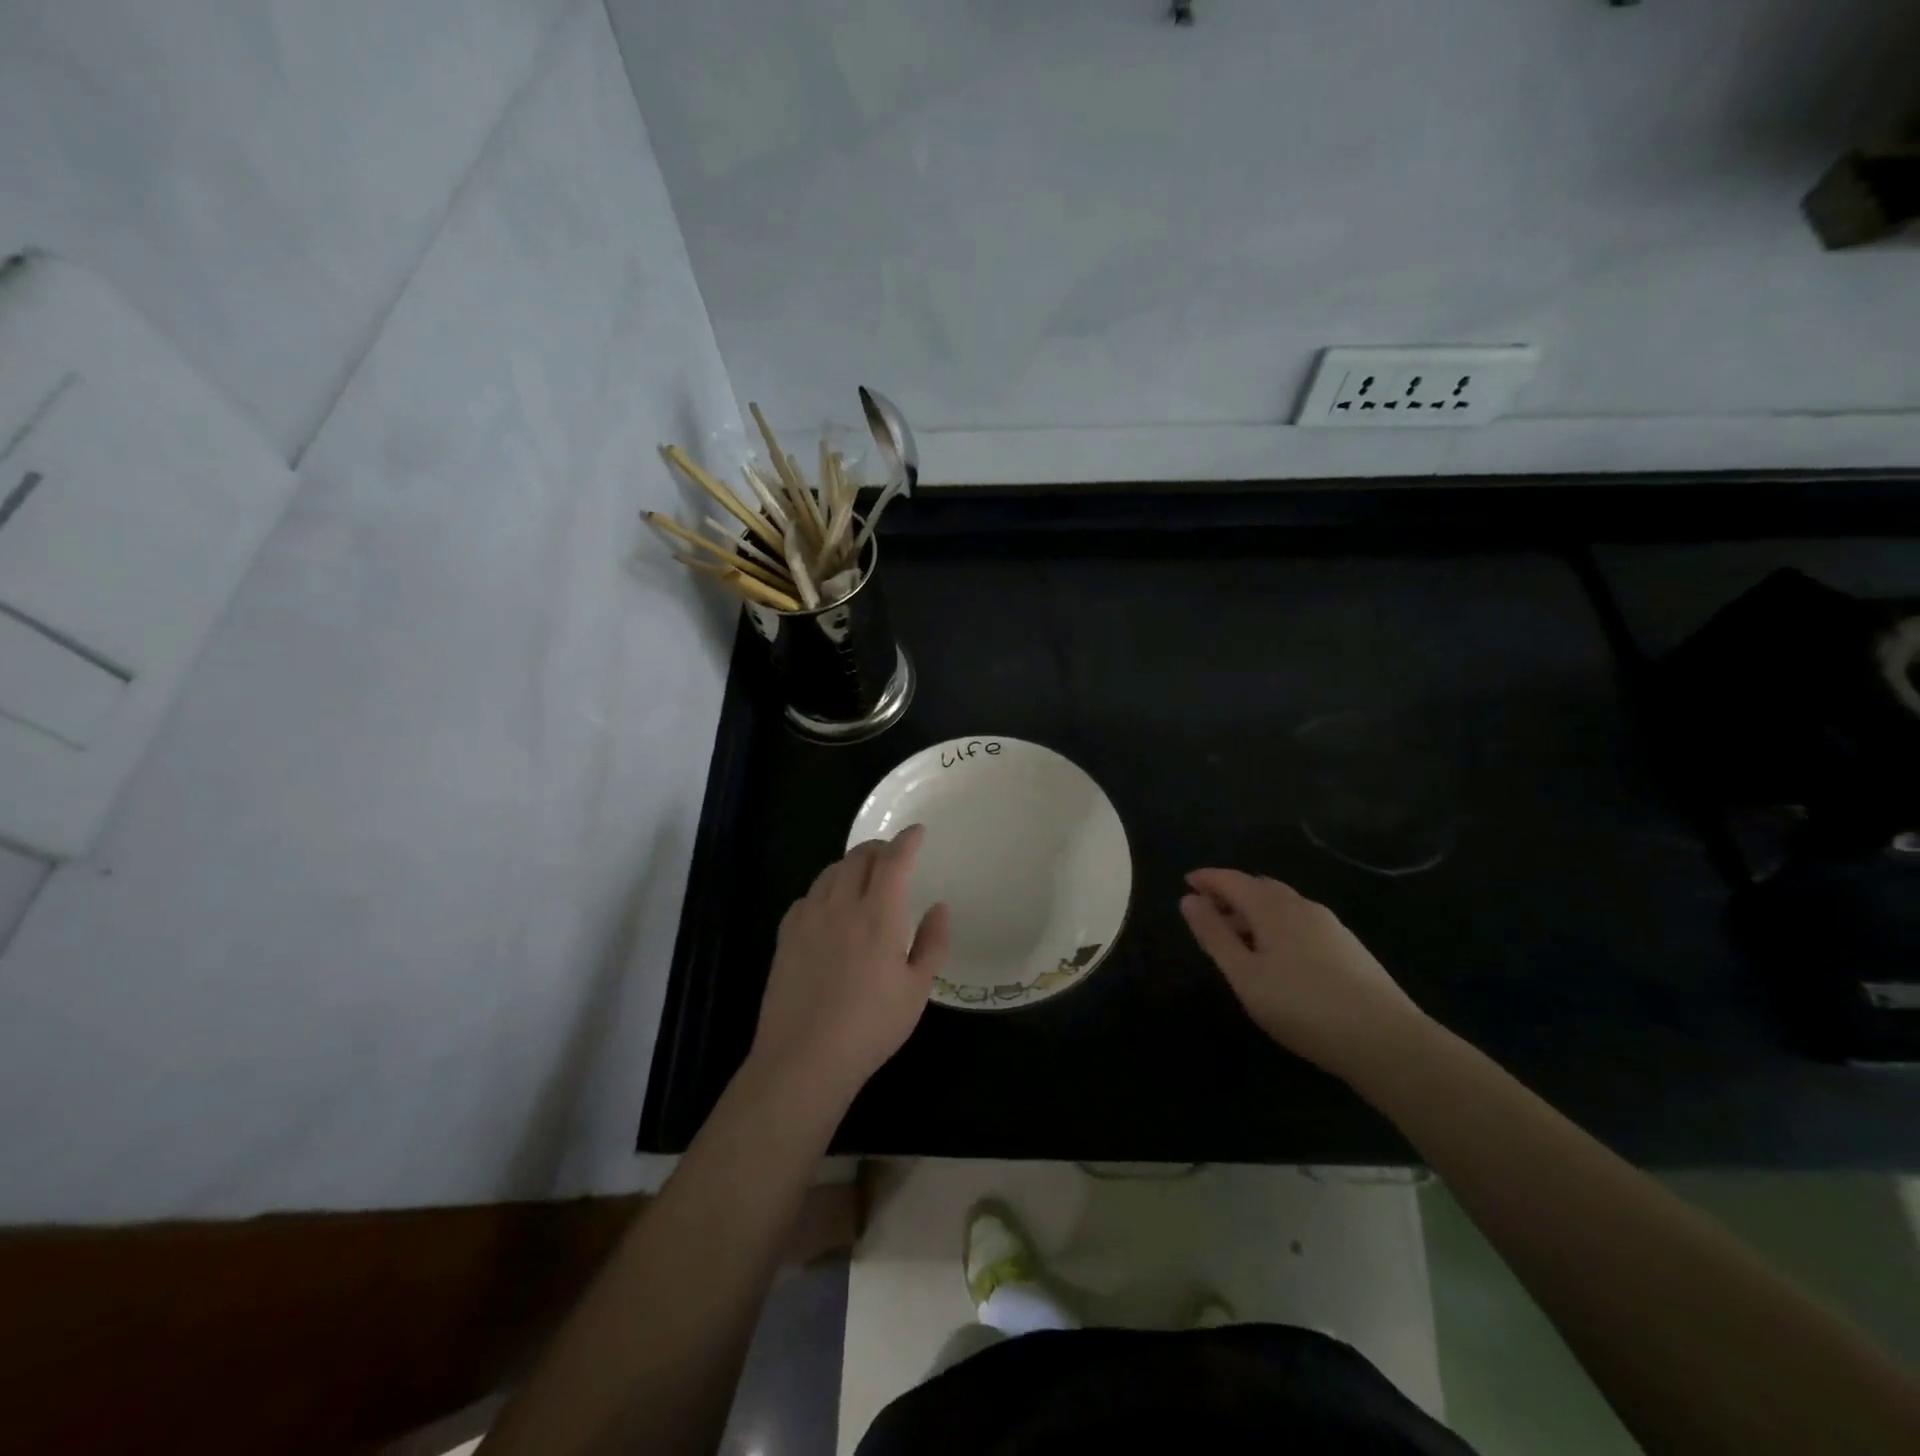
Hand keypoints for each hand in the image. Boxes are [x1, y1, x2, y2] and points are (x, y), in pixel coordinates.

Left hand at [749, 826, 950, 1110]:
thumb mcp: (917, 990)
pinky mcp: (786, 935)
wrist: (804, 1058)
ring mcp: (808, 918)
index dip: (907, 840)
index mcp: (878, 915)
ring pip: (830, 872)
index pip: (894, 860)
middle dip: (879, 848)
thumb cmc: (871, 1026)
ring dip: (851, 865)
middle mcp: (841, 905)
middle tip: (893, 856)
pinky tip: (830, 908)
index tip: (917, 831)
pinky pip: (809, 895)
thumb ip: (933, 942)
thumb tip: (940, 907)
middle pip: (858, 857)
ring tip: (864, 876)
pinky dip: (826, 889)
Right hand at [1180, 868, 1427, 1080]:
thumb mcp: (1244, 975)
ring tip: (1238, 934)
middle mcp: (1302, 906)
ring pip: (1283, 905)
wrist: (1386, 1041)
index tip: (1187, 882)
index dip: (1207, 879)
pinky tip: (1278, 954)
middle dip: (1231, 892)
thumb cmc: (1302, 1006)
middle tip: (1208, 909)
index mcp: (1273, 908)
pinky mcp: (1349, 947)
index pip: (1232, 880)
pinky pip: (1301, 922)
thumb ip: (1214, 936)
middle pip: (1260, 887)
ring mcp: (1330, 926)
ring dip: (1255, 910)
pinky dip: (1278, 925)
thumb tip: (1189, 900)